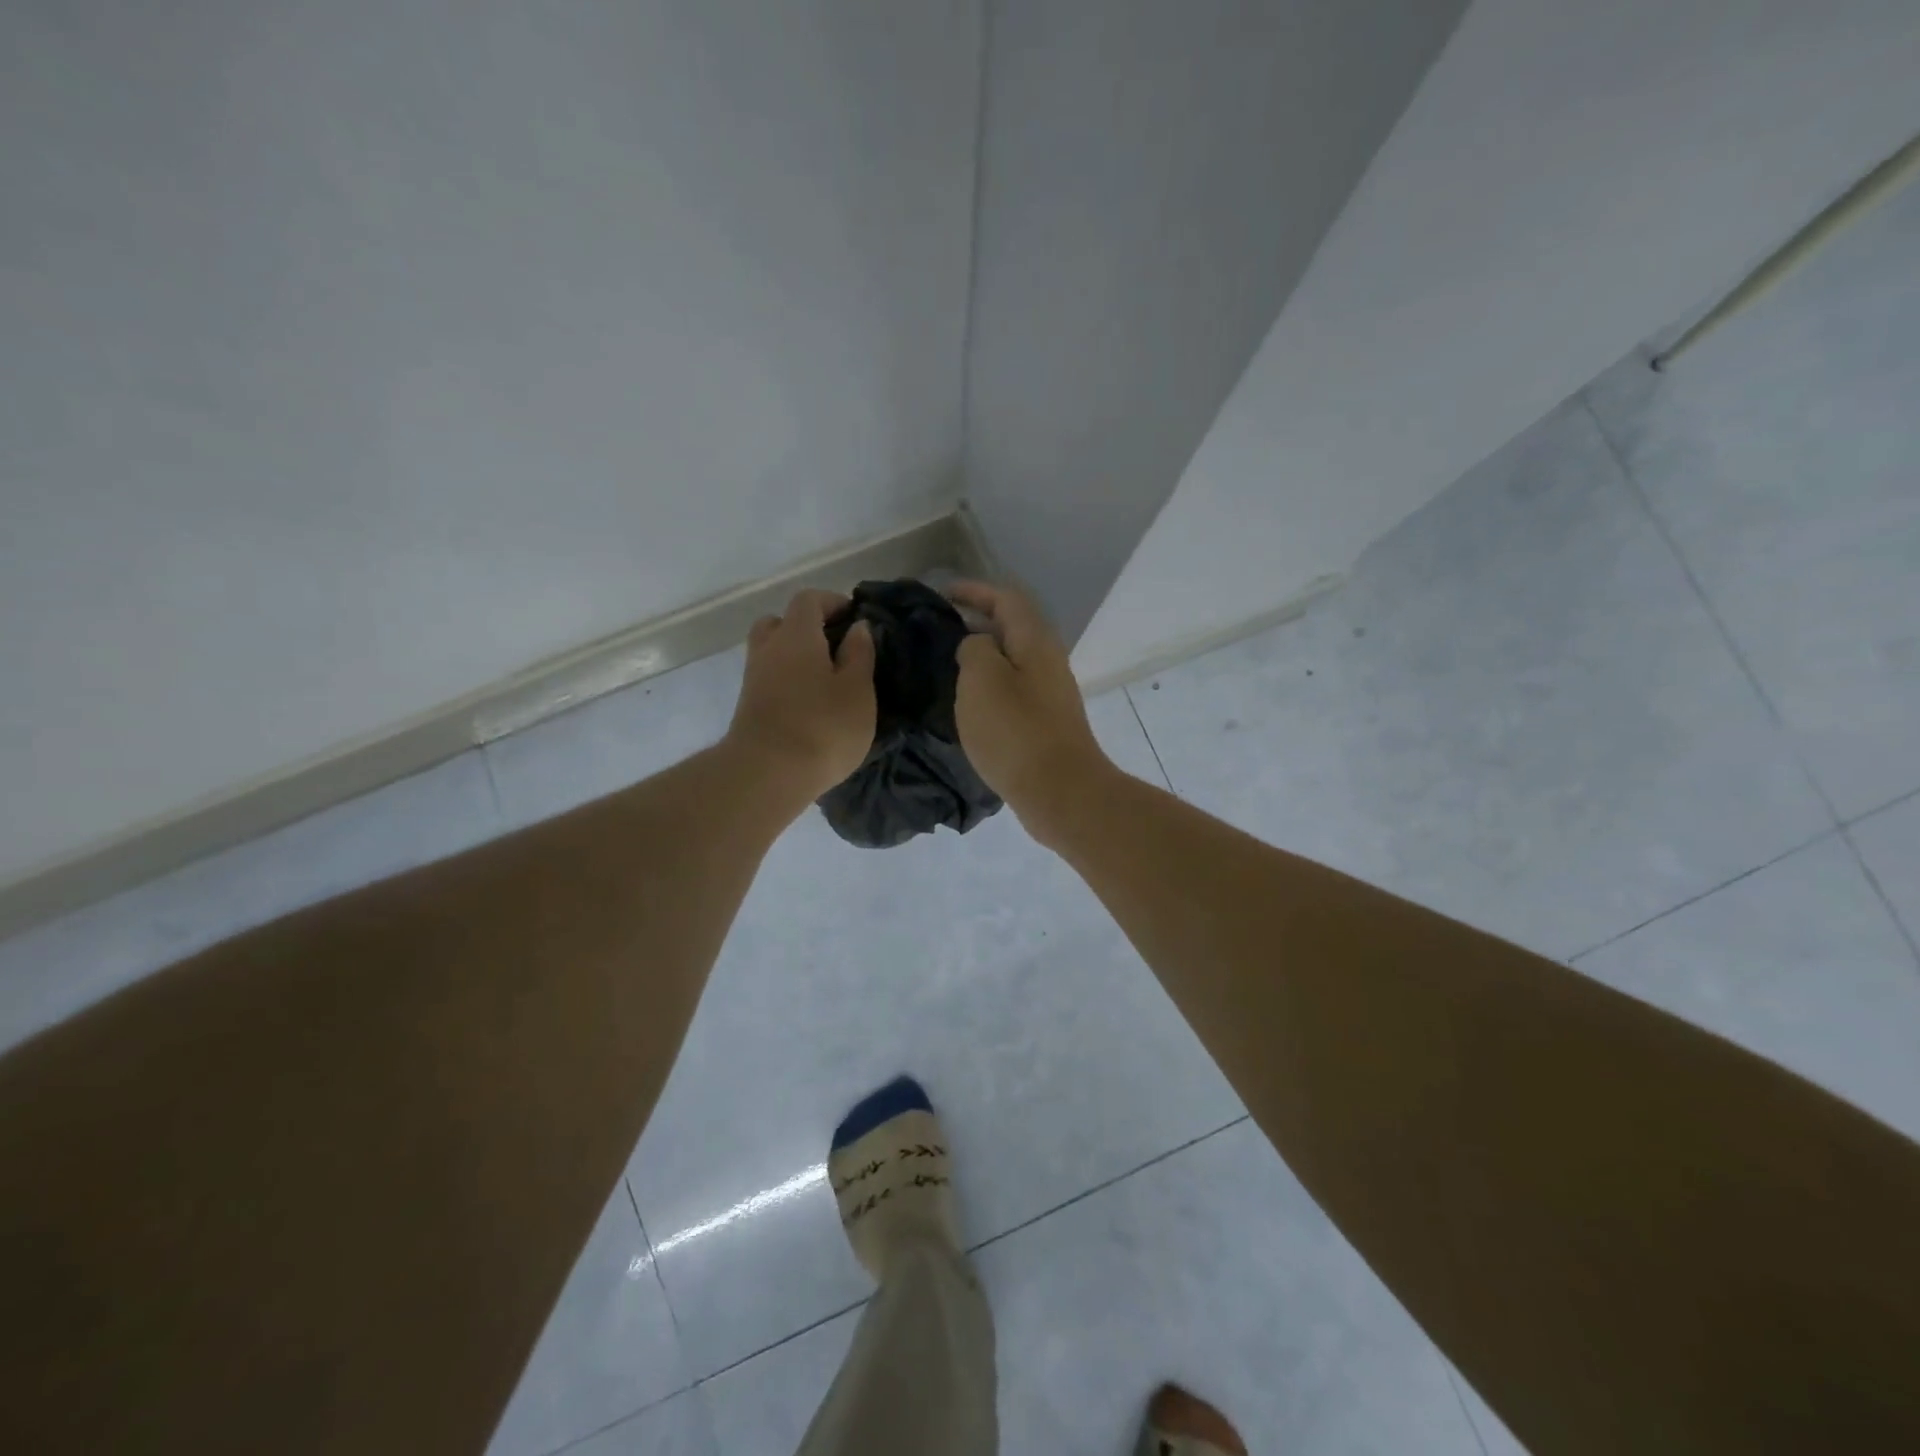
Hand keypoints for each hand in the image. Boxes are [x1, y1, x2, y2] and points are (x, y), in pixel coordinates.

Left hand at [726, 589, 875, 804]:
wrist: (767, 774)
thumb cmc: (823, 727)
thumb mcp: (857, 690)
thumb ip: (859, 654)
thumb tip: (857, 627)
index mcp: (797, 635)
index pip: (808, 600)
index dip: (831, 601)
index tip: (854, 616)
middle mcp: (769, 649)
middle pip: (780, 622)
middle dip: (806, 627)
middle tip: (833, 646)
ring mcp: (753, 678)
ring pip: (771, 652)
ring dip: (794, 656)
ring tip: (824, 678)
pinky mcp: (748, 707)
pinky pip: (769, 678)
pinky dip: (787, 680)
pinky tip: (809, 702)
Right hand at [949, 581, 1111, 841]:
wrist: (1060, 792)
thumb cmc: (1015, 731)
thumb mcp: (982, 679)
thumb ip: (974, 649)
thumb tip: (977, 645)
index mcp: (1035, 641)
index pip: (1006, 599)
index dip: (975, 591)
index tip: (943, 594)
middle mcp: (1048, 661)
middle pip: (1013, 628)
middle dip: (978, 622)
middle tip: (941, 630)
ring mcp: (1050, 693)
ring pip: (1013, 661)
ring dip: (983, 656)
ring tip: (949, 665)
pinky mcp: (1045, 723)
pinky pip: (1014, 690)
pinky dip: (990, 686)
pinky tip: (970, 704)